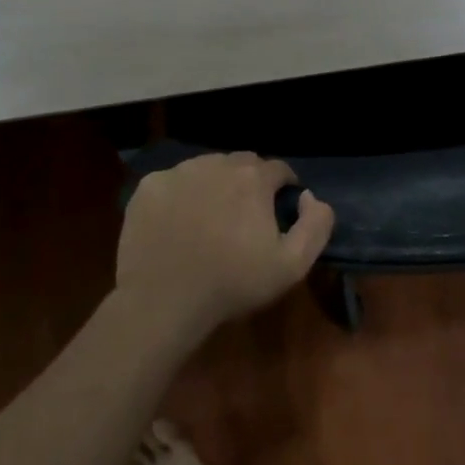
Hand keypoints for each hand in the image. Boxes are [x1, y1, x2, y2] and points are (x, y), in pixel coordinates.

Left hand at [117, 152, 334, 339]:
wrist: (163, 301)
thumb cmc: (232, 284)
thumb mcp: (292, 265)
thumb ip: (316, 224)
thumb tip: (309, 196)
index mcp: (253, 178)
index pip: (278, 169)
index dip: (284, 188)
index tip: (280, 211)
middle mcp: (216, 163)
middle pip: (242, 164)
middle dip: (250, 183)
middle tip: (245, 216)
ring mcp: (179, 172)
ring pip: (207, 168)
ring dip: (215, 185)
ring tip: (210, 218)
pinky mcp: (149, 186)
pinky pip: (174, 182)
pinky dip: (181, 195)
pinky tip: (178, 223)